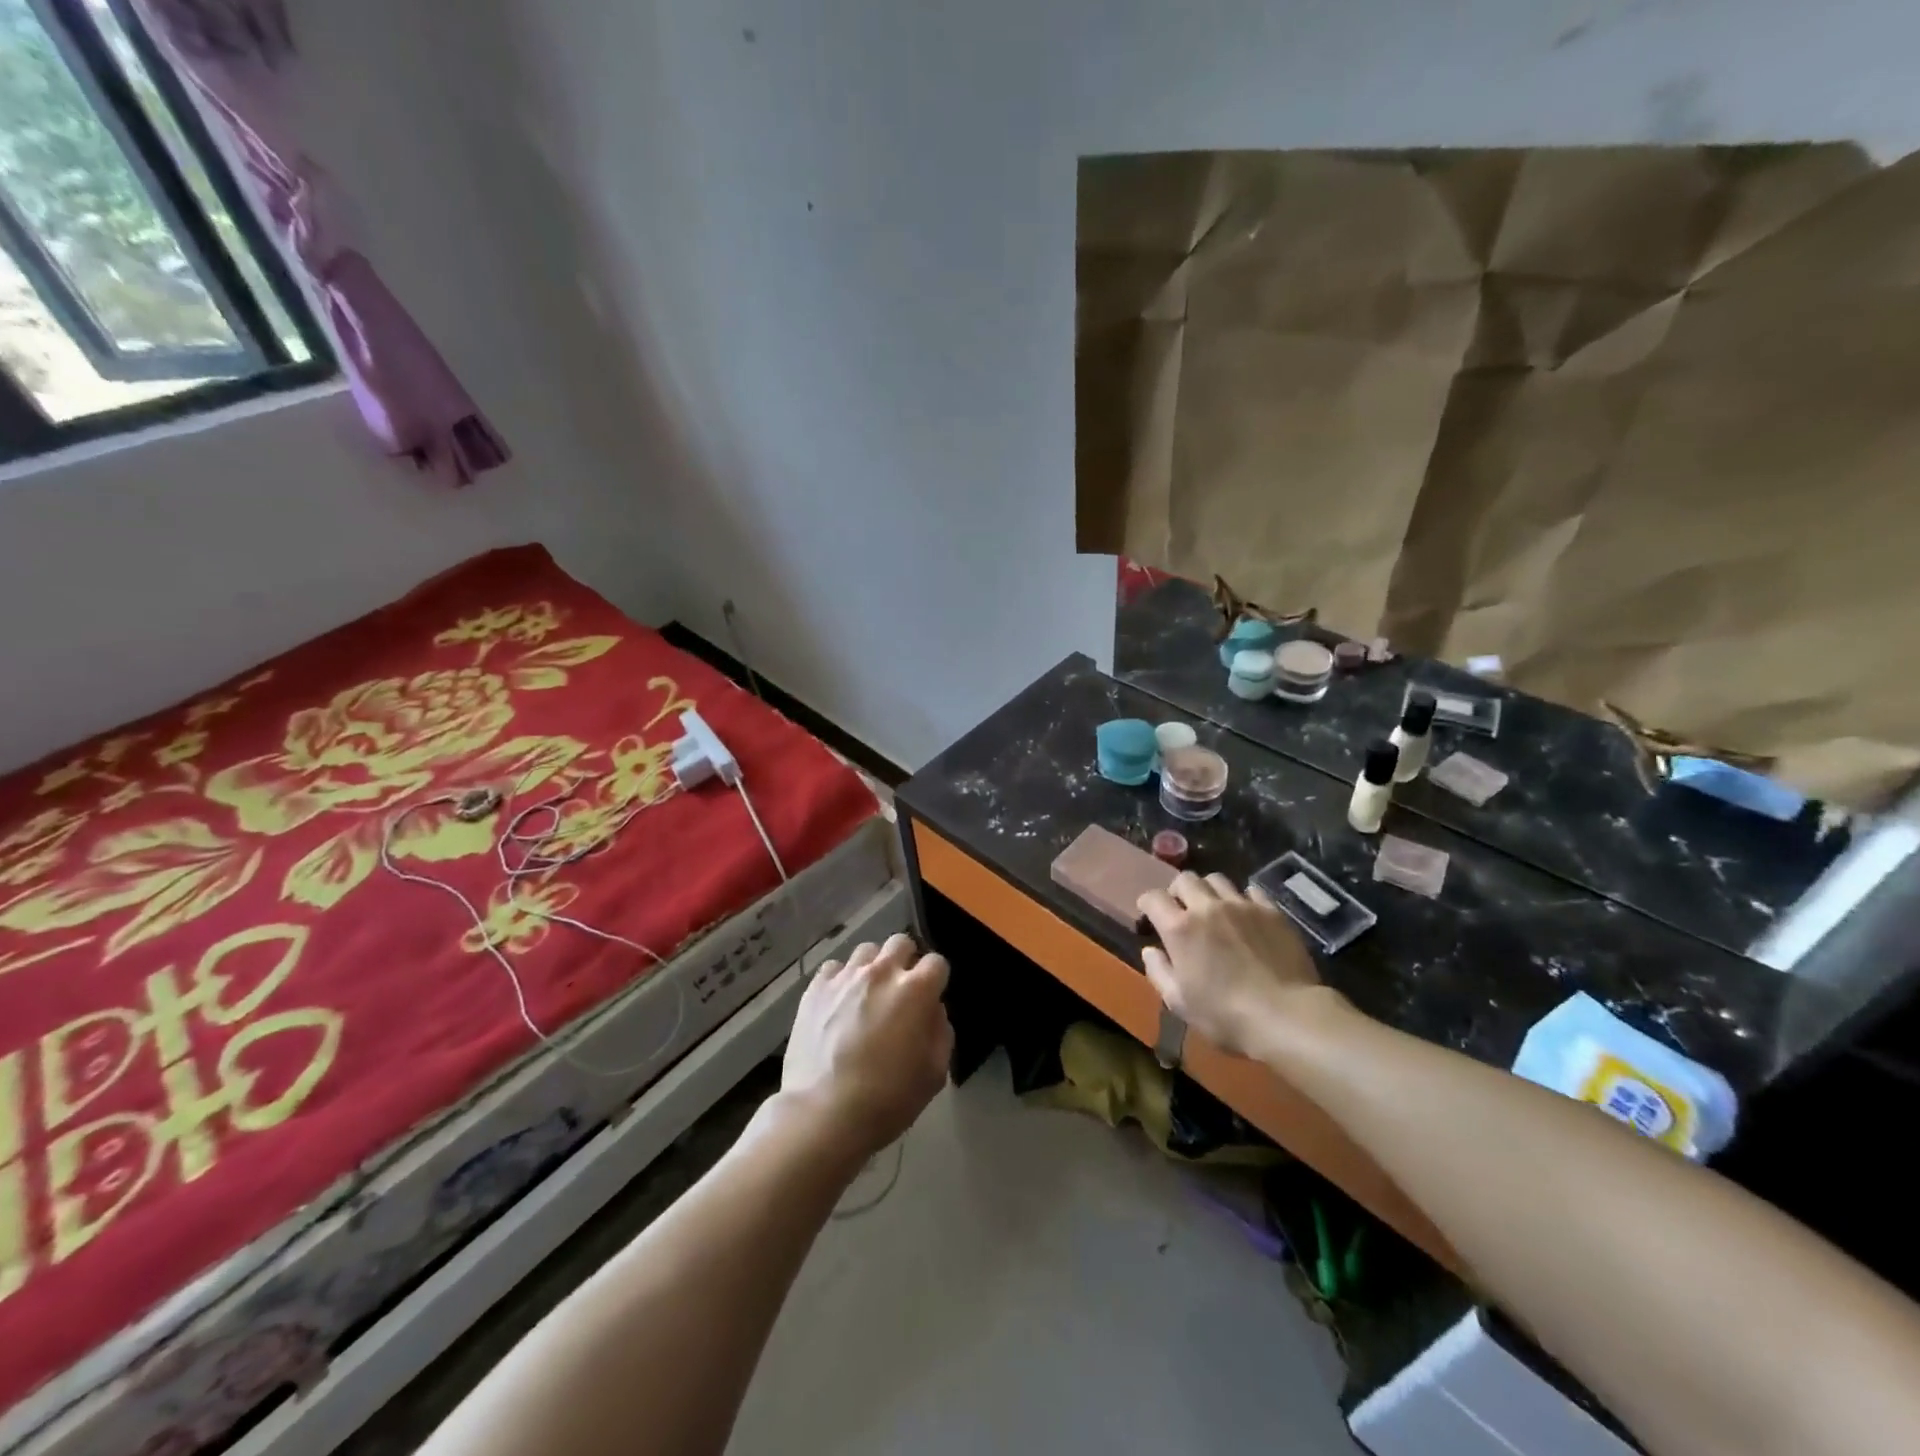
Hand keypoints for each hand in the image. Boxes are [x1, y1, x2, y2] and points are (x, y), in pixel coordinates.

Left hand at [783, 934, 953, 1157]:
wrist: (823, 1113)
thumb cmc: (887, 1099)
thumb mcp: (934, 1073)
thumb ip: (940, 1032)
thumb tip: (933, 1011)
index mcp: (916, 990)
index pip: (937, 962)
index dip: (936, 980)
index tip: (930, 999)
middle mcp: (882, 972)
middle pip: (901, 943)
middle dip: (906, 961)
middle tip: (900, 992)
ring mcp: (846, 977)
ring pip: (867, 951)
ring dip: (874, 967)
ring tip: (867, 994)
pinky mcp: (816, 988)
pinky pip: (834, 968)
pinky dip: (841, 980)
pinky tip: (839, 1003)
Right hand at [1137, 872, 1333, 1059]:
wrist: (1287, 1015)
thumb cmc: (1225, 1015)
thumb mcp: (1179, 1002)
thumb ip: (1158, 971)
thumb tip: (1150, 951)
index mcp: (1180, 928)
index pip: (1153, 897)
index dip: (1147, 904)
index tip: (1149, 916)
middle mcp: (1207, 907)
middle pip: (1185, 879)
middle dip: (1177, 891)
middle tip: (1181, 910)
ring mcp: (1242, 905)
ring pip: (1216, 879)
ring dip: (1208, 891)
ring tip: (1213, 909)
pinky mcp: (1271, 911)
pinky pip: (1250, 890)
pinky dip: (1241, 898)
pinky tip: (1245, 914)